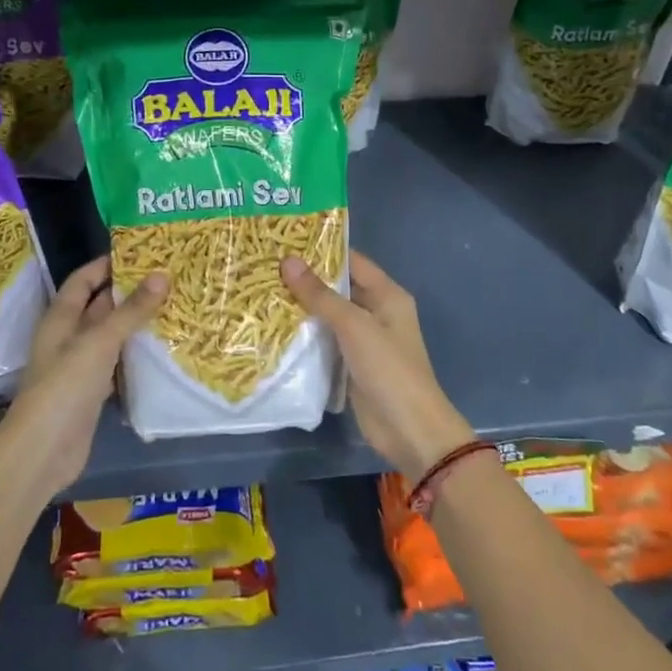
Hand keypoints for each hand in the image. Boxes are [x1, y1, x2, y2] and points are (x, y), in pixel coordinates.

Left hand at [0, 256, 166, 503]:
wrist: (43, 451)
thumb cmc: (64, 387)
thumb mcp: (99, 342)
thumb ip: (131, 311)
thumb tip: (161, 275)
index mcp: (61, 319)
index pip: (82, 280)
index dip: (106, 264)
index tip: (141, 252)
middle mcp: (68, 338)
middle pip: (99, 306)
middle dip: (129, 292)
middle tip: (167, 278)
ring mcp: (80, 366)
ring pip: (111, 335)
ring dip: (135, 324)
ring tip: (173, 307)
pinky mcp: (92, 392)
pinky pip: (117, 364)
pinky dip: (135, 355)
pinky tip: (161, 349)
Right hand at [281, 250, 474, 481]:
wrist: (409, 429)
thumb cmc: (388, 369)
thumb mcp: (354, 326)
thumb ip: (320, 295)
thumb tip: (287, 261)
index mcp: (387, 295)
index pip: (352, 261)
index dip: (322, 250)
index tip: (285, 241)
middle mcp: (377, 312)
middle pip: (338, 288)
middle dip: (306, 279)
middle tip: (265, 267)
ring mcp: (364, 340)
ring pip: (329, 316)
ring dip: (302, 308)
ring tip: (262, 291)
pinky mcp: (351, 364)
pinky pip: (325, 341)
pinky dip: (305, 335)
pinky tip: (274, 327)